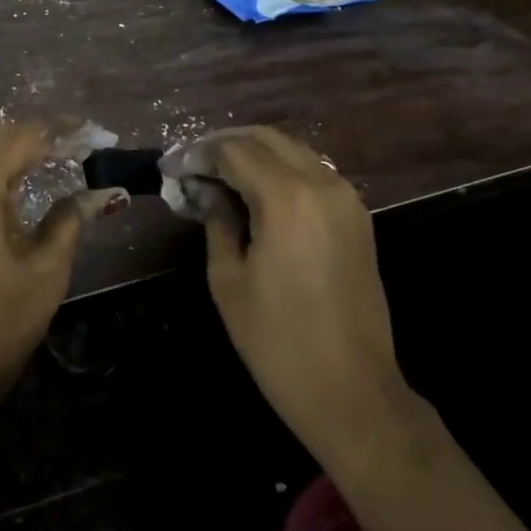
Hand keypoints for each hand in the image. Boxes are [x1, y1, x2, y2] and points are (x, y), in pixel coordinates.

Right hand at [172, 126, 409, 468]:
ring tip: (219, 175)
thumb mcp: (229, 280)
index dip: (197, 154)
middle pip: (265, 138)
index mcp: (286, 198)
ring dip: (254, 152)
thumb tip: (204, 191)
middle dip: (225, 144)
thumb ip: (216, 221)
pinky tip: (257, 190)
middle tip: (193, 165)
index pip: (233, 151)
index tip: (172, 168)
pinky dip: (281, 168)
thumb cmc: (279, 342)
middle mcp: (321, 183)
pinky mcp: (358, 215)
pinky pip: (313, 171)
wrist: (353, 392)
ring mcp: (346, 197)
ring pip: (292, 149)